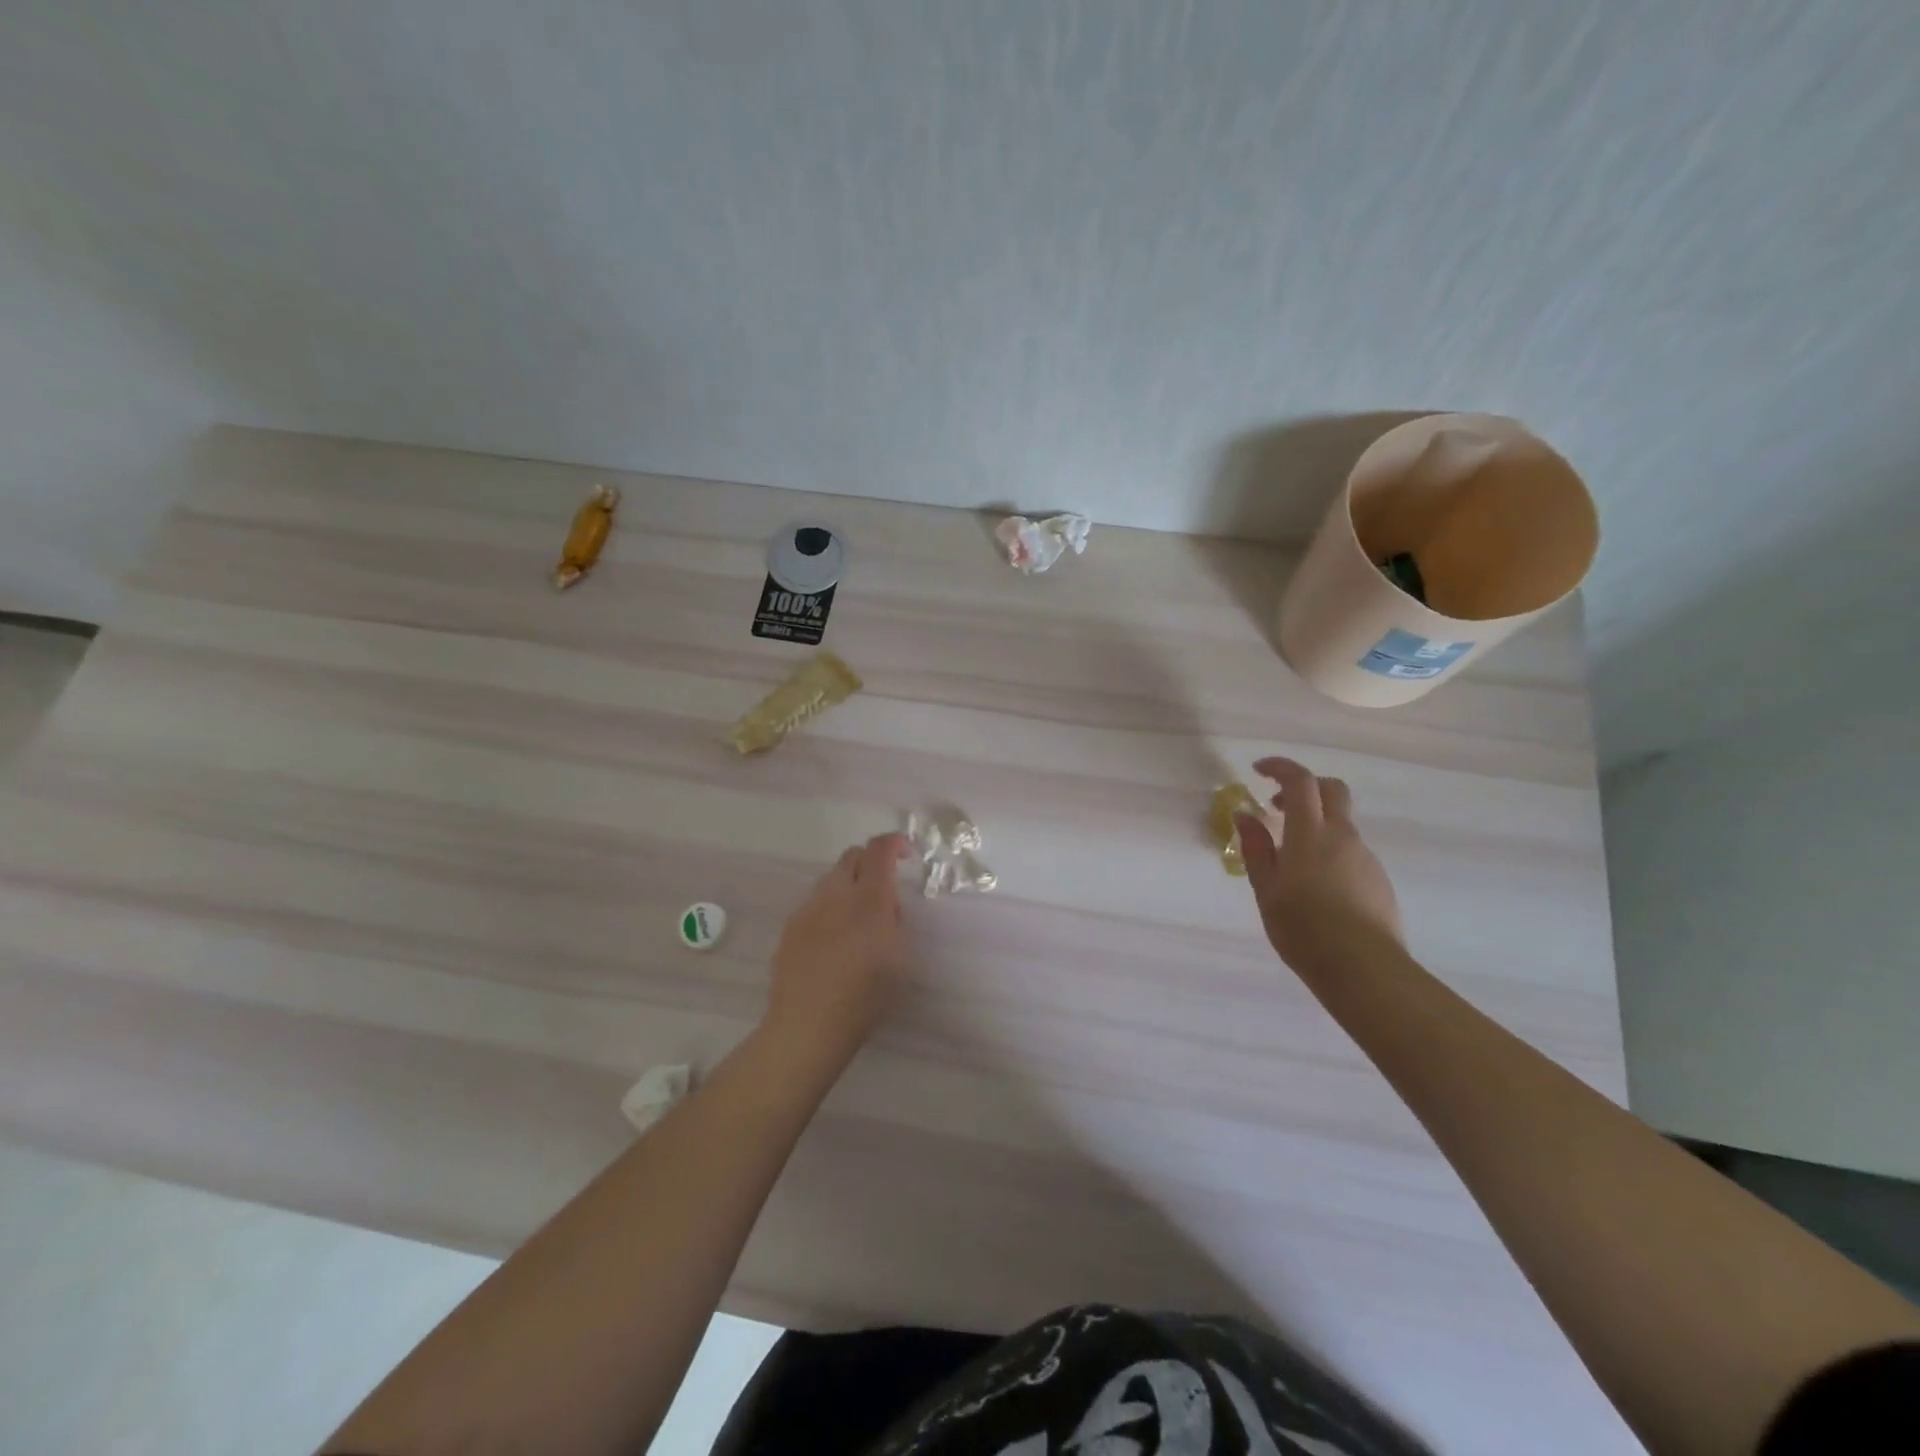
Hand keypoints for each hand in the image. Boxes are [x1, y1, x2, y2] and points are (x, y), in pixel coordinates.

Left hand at [766, 833, 912, 1055]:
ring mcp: (808, 909)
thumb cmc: (865, 996)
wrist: (808, 1026)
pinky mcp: (790, 928)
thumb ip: (894, 921)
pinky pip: (814, 904)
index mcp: (868, 898)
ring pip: (831, 880)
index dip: (894, 843)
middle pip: (851, 856)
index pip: (879, 849)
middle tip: (884, 888)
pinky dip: (829, 909)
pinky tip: (833, 942)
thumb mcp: (900, 958)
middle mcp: (836, 894)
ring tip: (857, 920)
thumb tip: (885, 905)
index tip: (906, 853)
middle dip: (870, 861)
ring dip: (849, 886)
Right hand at [1236, 757, 1401, 975]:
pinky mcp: (1377, 878)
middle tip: (1276, 804)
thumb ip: (1256, 848)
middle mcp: (1342, 836)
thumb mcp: (1266, 889)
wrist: (1364, 969)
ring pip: (1341, 823)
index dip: (1280, 767)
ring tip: (1290, 859)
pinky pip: (1350, 850)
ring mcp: (1364, 857)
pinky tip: (1315, 885)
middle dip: (1304, 786)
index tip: (1258, 770)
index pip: (1300, 781)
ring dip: (1315, 823)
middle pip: (1332, 790)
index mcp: (1310, 834)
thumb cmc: (1303, 928)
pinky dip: (1329, 850)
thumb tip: (1244, 814)